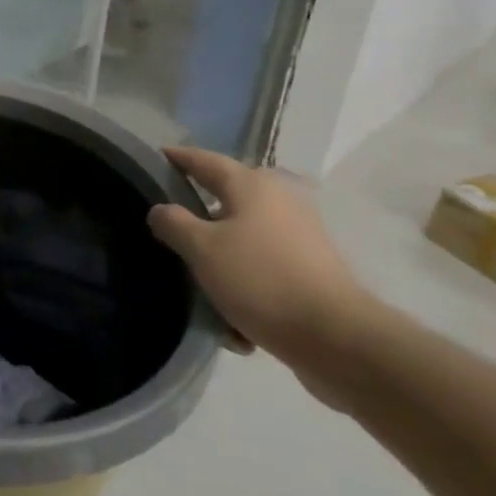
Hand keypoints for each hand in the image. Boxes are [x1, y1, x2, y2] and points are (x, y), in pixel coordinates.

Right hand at [148, 147, 376, 376]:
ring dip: (221, 261)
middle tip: (167, 227)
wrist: (337, 339)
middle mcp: (279, 201)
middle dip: (198, 214)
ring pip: (243, 240)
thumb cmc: (261, 280)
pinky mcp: (311, 270)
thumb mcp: (201, 250)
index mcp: (252, 185)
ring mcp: (300, 235)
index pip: (205, 160)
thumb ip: (173, 223)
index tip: (157, 156)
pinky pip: (264, 270)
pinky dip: (246, 287)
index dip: (178, 158)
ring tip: (199, 287)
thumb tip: (161, 210)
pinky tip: (234, 322)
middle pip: (226, 199)